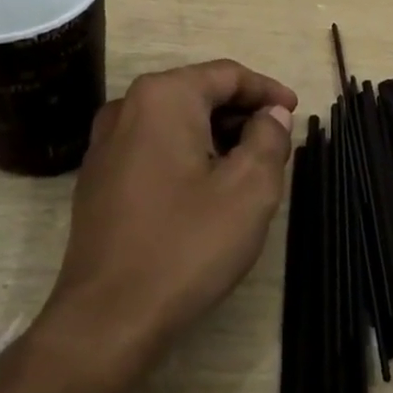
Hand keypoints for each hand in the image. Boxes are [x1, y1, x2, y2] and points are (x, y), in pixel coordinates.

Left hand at [43, 60, 297, 379]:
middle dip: (241, 115)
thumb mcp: (249, 189)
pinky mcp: (98, 179)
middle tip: (276, 145)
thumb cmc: (186, 244)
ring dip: (215, 137)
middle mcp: (126, 108)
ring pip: (175, 123)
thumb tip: (271, 114)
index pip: (226, 75)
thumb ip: (268, 138)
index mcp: (162, 98)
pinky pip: (153, 149)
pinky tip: (206, 190)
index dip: (267, 91)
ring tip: (248, 168)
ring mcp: (105, 145)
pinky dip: (187, 155)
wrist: (108, 317)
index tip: (295, 112)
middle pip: (198, 94)